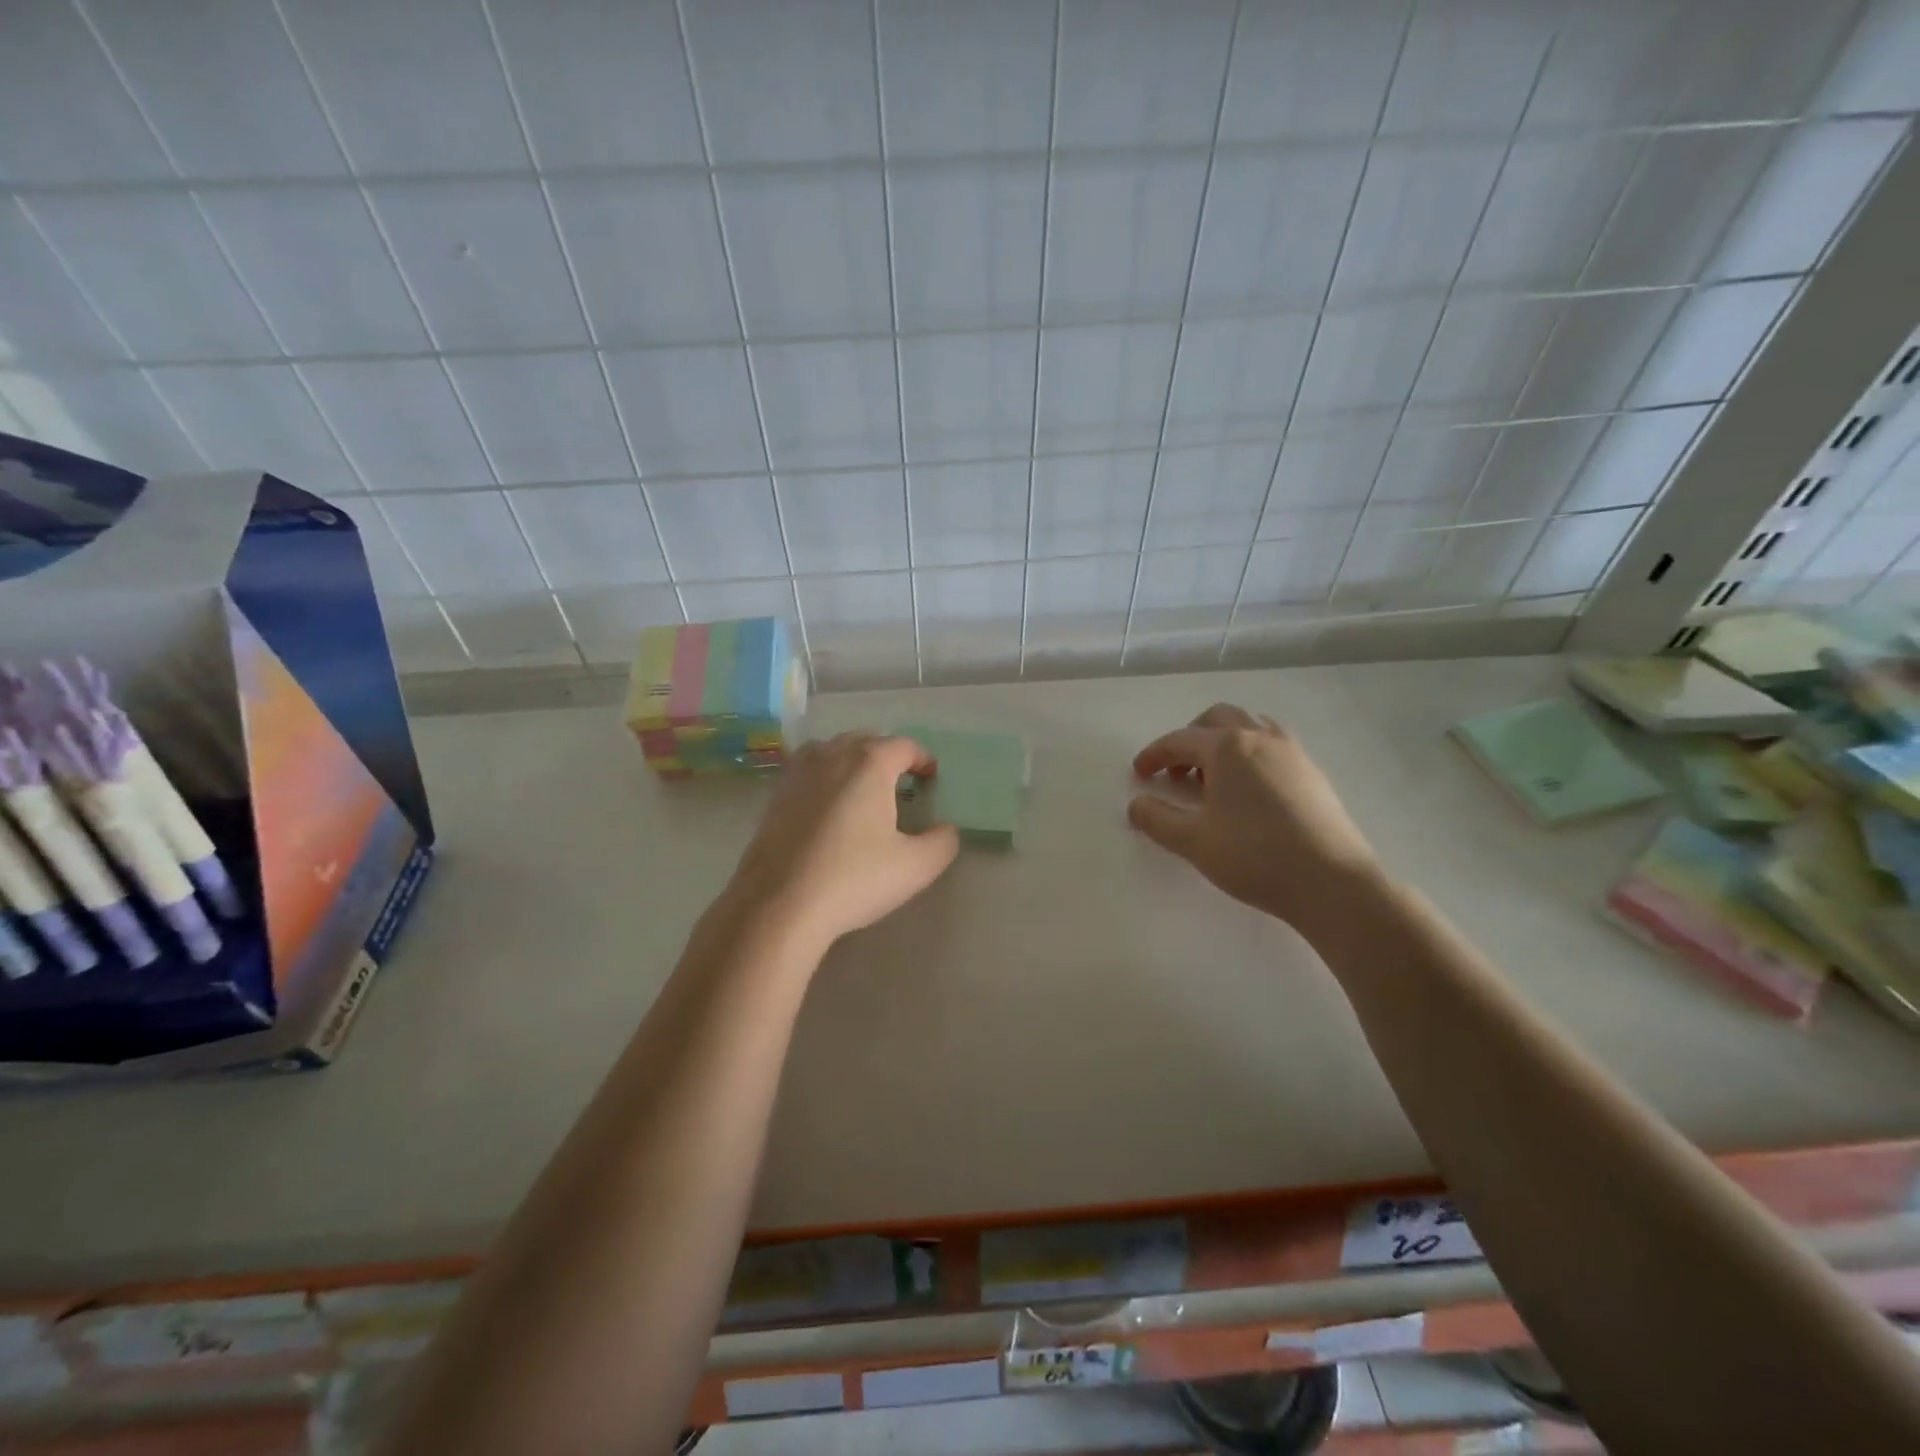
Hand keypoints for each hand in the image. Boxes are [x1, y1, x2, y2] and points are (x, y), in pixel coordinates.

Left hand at [724, 732, 959, 952]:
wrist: (778, 905)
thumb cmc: (853, 879)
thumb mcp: (915, 866)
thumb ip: (942, 842)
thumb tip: (945, 829)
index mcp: (869, 762)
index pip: (904, 746)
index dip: (923, 759)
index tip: (931, 777)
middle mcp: (832, 754)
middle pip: (867, 740)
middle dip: (888, 755)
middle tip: (902, 782)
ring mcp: (798, 772)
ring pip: (833, 750)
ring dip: (854, 761)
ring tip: (865, 789)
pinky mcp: (776, 794)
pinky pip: (810, 770)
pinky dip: (827, 777)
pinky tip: (831, 807)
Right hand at [1128, 704, 1382, 934]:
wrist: (1332, 882)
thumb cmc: (1255, 856)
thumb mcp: (1193, 841)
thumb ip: (1157, 819)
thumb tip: (1136, 805)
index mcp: (1228, 747)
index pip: (1179, 740)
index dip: (1154, 755)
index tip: (1138, 774)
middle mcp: (1260, 737)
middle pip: (1217, 719)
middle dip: (1190, 740)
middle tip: (1176, 772)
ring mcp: (1292, 752)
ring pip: (1249, 728)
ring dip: (1222, 744)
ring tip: (1212, 779)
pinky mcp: (1312, 773)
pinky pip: (1272, 746)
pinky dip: (1249, 755)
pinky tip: (1247, 792)